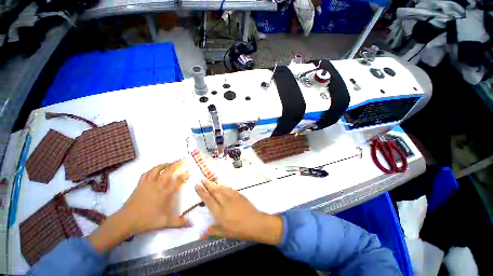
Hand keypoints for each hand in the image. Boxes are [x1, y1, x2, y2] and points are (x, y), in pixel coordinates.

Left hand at [120, 160, 190, 233]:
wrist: (126, 220)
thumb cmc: (146, 220)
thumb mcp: (164, 223)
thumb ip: (179, 223)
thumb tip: (192, 224)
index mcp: (165, 193)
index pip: (178, 181)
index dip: (185, 174)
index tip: (190, 170)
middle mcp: (158, 185)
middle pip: (168, 171)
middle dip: (177, 164)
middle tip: (183, 160)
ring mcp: (148, 183)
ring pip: (157, 169)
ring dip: (165, 164)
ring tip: (170, 163)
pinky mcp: (140, 184)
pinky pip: (147, 173)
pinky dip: (152, 169)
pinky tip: (155, 169)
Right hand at [195, 180, 282, 244]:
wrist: (254, 222)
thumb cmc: (238, 229)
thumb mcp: (224, 233)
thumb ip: (212, 231)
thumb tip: (200, 234)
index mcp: (219, 211)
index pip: (208, 199)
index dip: (202, 192)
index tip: (197, 185)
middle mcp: (224, 201)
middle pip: (214, 191)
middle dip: (207, 184)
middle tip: (202, 179)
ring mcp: (232, 197)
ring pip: (222, 188)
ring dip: (215, 184)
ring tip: (210, 181)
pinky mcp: (239, 195)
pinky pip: (229, 189)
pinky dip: (224, 186)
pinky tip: (223, 186)